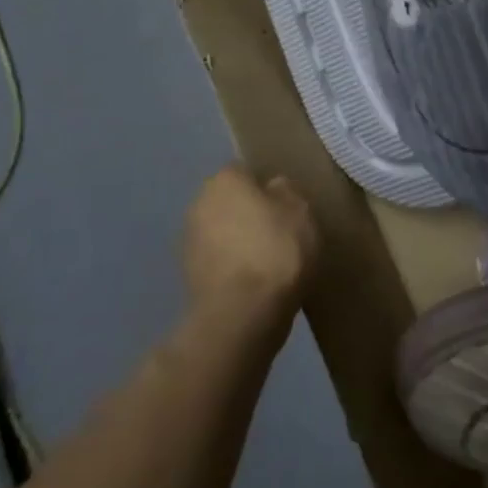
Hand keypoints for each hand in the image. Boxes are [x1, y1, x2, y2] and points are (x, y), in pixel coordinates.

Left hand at [181, 168, 319, 335]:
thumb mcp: (300, 211)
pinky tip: (255, 282)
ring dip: (239, 241)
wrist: (241, 314)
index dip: (267, 187)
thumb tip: (273, 187)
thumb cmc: (275, 250)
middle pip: (230, 202)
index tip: (287, 206)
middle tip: (280, 232)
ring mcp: (189, 242)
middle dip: (249, 213)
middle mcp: (199, 203)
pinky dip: (233, 267)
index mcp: (224, 180)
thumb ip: (286, 192)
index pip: (246, 172)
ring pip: (222, 232)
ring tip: (269, 261)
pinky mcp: (188, 277)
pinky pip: (218, 261)